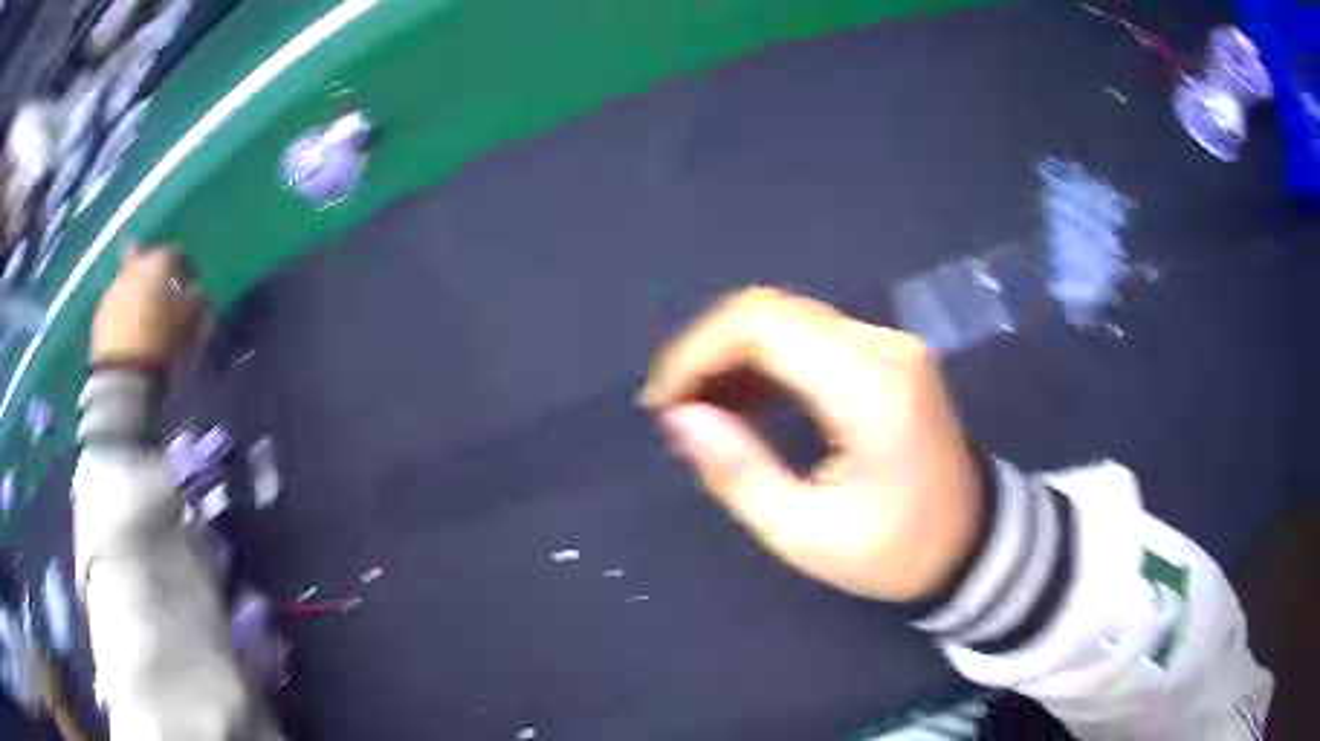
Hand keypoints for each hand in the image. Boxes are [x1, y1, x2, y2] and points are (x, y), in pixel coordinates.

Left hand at [91, 246, 202, 367]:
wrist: (123, 378)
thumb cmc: (163, 345)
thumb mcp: (191, 325)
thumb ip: (198, 303)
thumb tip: (199, 293)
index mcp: (160, 262)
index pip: (177, 253)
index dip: (186, 267)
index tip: (191, 284)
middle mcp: (135, 266)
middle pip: (144, 255)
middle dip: (152, 269)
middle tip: (160, 289)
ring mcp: (114, 288)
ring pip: (128, 279)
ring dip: (136, 292)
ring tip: (144, 317)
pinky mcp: (100, 313)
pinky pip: (116, 303)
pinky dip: (123, 311)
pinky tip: (130, 332)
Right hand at [641, 287, 980, 602]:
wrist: (972, 539)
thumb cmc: (897, 551)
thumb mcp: (809, 536)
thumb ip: (740, 473)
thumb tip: (681, 417)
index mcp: (872, 391)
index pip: (764, 327)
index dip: (698, 352)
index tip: (663, 403)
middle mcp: (884, 347)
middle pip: (771, 311)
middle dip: (708, 352)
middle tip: (676, 411)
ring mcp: (890, 343)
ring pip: (786, 317)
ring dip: (732, 355)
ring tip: (702, 411)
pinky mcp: (887, 352)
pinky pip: (809, 334)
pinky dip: (764, 359)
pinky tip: (744, 401)